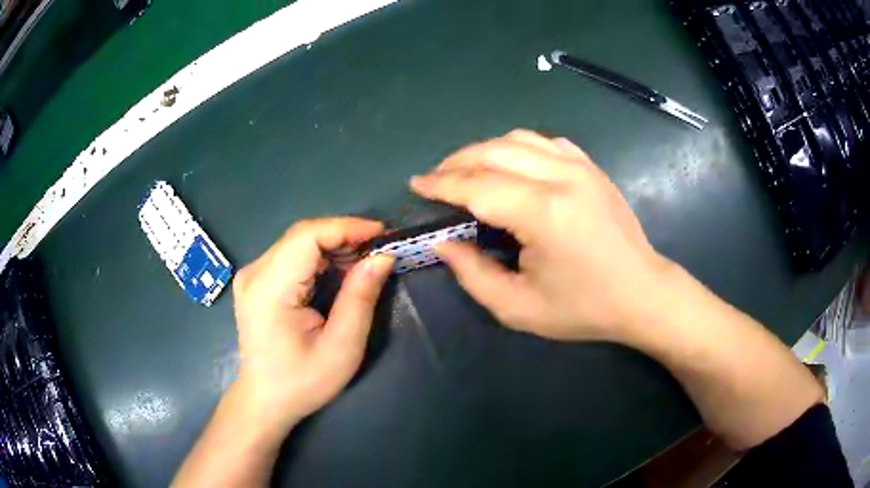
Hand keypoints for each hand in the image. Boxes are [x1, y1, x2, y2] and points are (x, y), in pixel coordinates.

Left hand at [231, 217, 393, 431]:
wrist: (265, 399)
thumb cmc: (302, 382)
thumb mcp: (341, 348)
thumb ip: (360, 298)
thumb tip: (382, 257)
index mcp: (268, 289)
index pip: (306, 236)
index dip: (346, 227)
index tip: (382, 234)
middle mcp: (254, 273)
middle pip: (302, 235)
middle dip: (344, 236)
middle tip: (378, 252)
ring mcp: (252, 275)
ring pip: (298, 242)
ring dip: (334, 246)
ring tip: (364, 263)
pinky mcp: (256, 281)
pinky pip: (292, 255)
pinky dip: (320, 257)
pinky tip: (339, 272)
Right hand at [411, 129, 671, 342]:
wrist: (642, 294)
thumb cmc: (583, 308)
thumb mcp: (518, 308)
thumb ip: (473, 274)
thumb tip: (443, 243)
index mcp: (544, 213)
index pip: (478, 185)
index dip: (441, 183)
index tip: (416, 184)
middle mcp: (562, 177)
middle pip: (494, 151)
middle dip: (456, 162)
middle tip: (436, 179)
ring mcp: (581, 166)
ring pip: (518, 138)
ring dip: (484, 150)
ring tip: (466, 170)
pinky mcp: (592, 167)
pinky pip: (545, 143)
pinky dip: (518, 148)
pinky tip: (511, 166)